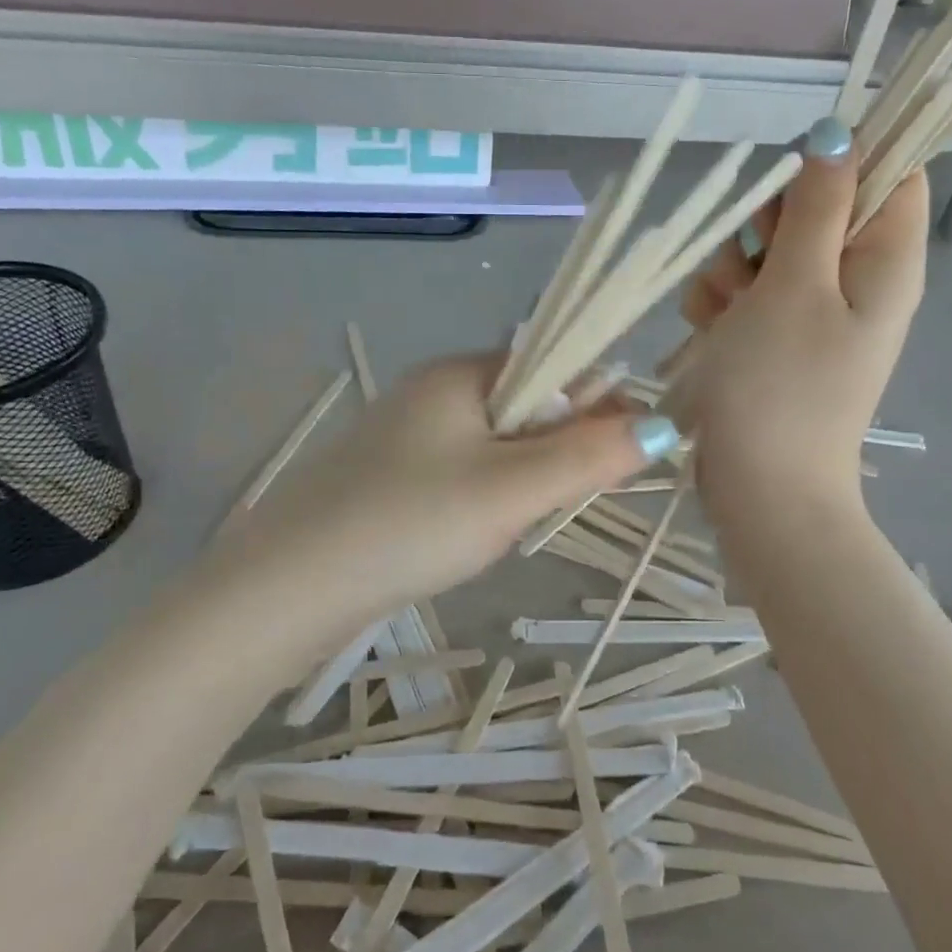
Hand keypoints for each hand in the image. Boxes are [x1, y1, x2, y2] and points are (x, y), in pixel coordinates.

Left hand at [210, 355, 677, 626]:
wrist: (289, 588)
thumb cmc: (410, 523)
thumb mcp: (512, 490)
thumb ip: (589, 455)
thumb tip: (663, 423)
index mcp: (461, 373)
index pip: (552, 364)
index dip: (598, 399)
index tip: (632, 447)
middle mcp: (433, 390)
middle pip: (527, 403)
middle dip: (559, 445)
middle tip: (559, 501)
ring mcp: (406, 434)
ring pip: (496, 442)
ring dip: (524, 476)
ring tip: (514, 523)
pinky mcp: (391, 475)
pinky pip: (462, 471)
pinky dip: (487, 495)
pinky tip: (477, 532)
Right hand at [676, 121, 927, 505]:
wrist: (761, 490)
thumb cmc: (780, 386)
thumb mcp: (795, 285)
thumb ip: (817, 206)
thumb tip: (839, 134)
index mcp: (885, 259)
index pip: (890, 171)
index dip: (841, 160)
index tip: (790, 183)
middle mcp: (856, 278)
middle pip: (815, 206)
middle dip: (765, 223)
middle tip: (750, 263)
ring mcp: (811, 309)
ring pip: (766, 247)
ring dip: (732, 266)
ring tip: (726, 311)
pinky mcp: (774, 335)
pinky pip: (744, 289)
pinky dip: (722, 300)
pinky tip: (711, 328)